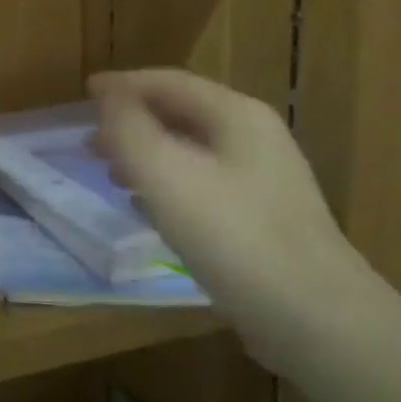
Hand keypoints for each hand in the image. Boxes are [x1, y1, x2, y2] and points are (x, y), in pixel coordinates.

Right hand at [90, 68, 388, 373]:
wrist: (316, 319)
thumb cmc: (232, 235)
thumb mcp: (165, 173)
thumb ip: (128, 128)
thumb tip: (108, 97)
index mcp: (235, 115)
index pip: (168, 82)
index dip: (122, 85)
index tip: (84, 93)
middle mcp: (254, 137)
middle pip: (181, 112)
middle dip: (131, 120)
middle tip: (90, 138)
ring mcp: (264, 179)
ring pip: (191, 149)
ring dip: (146, 152)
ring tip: (110, 170)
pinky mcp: (263, 217)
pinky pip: (202, 182)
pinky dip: (167, 182)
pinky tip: (148, 206)